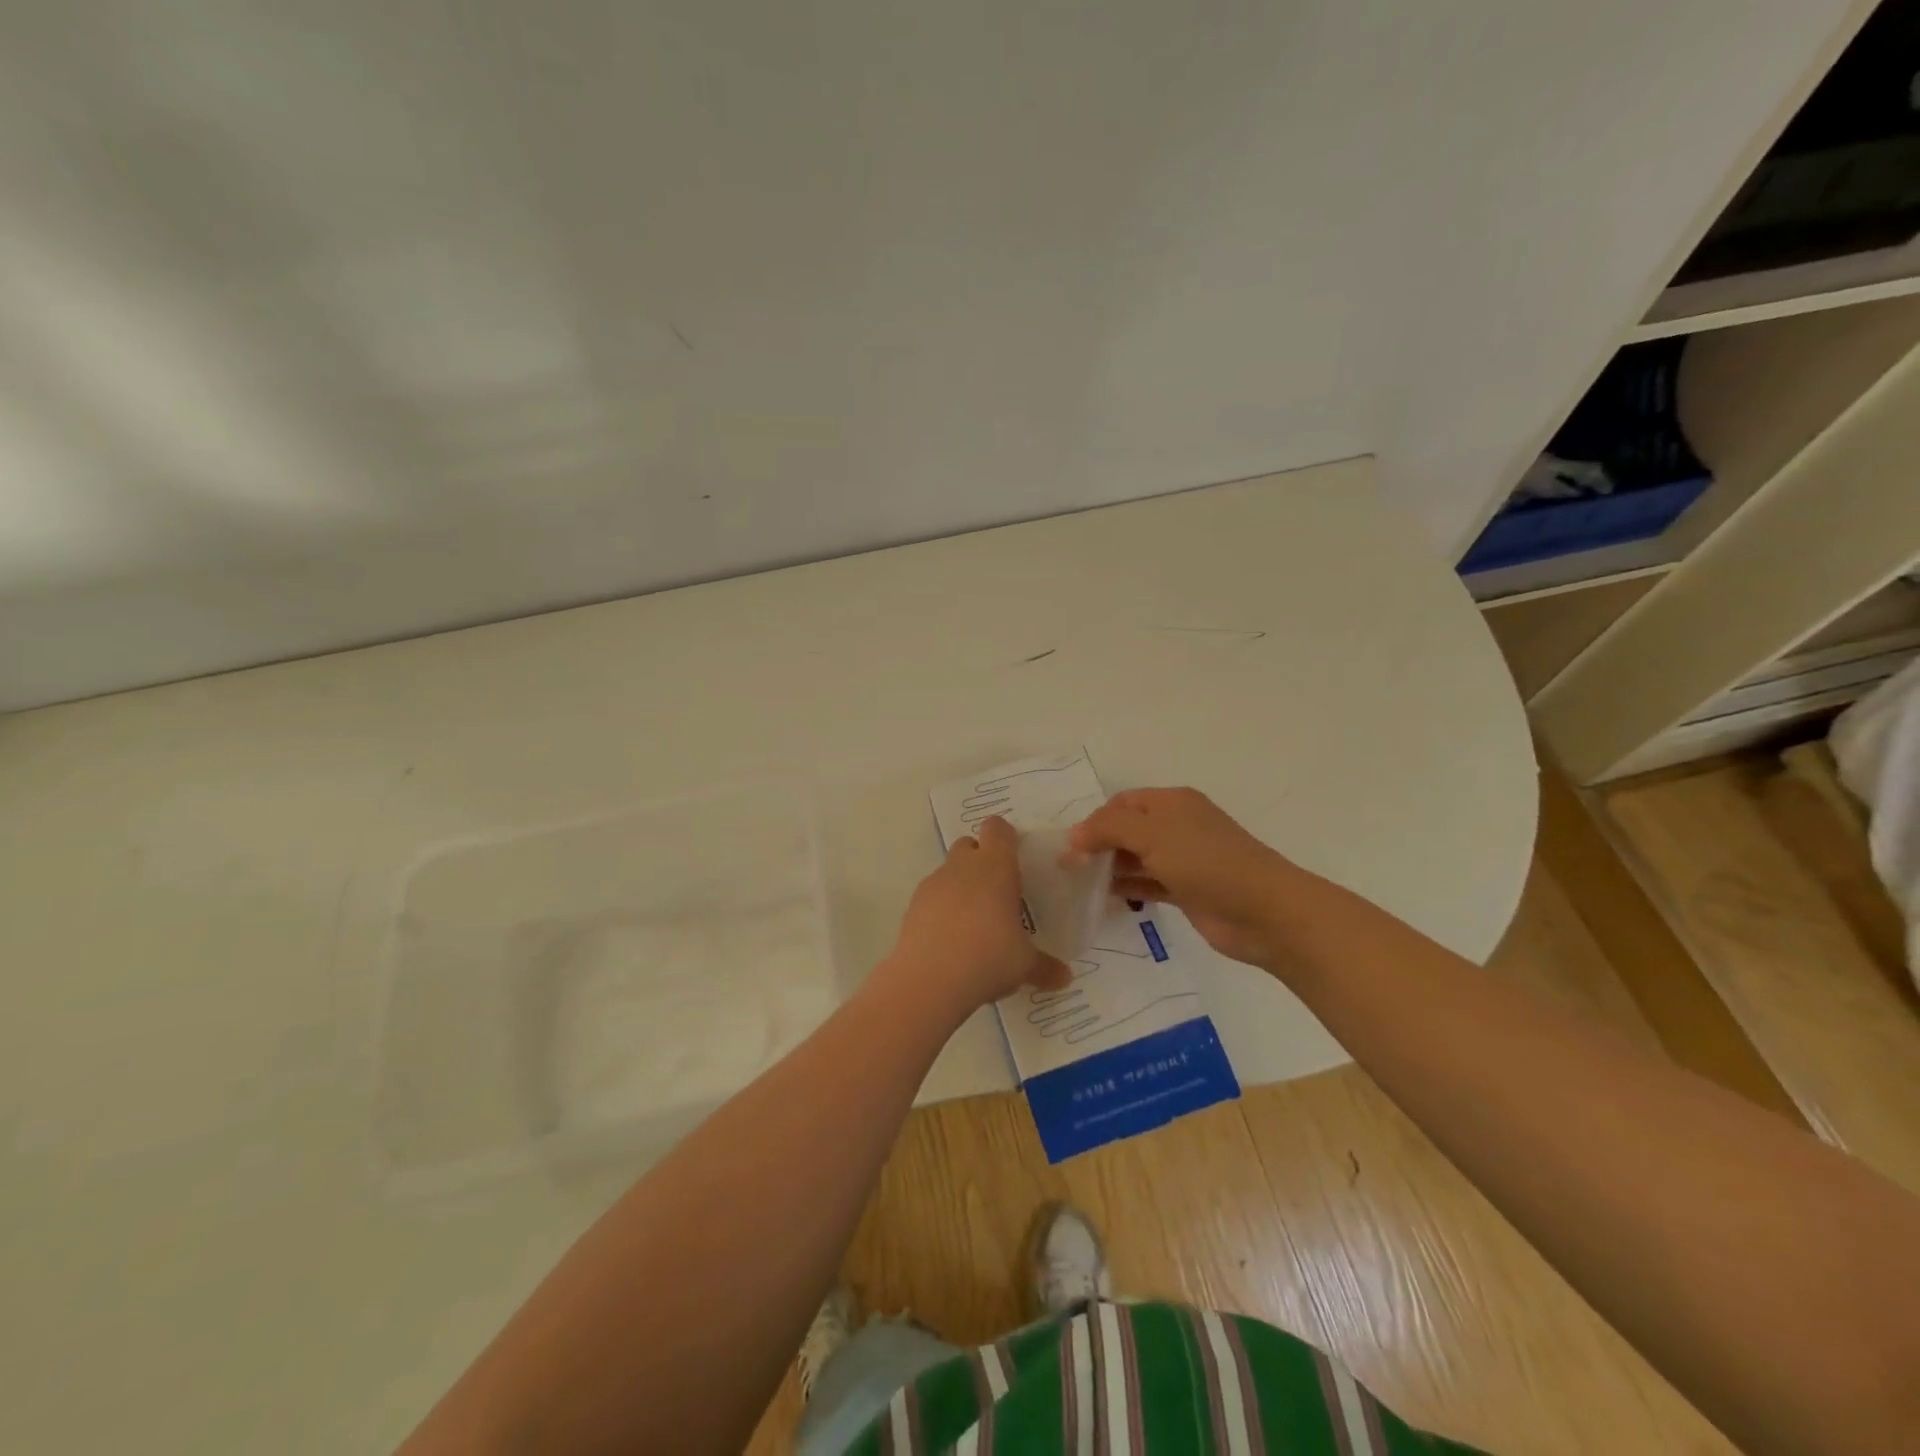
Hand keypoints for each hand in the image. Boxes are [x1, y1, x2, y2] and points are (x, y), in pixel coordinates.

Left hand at [883, 816, 1070, 1015]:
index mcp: (995, 867)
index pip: (997, 829)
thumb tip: (1065, 977)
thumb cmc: (988, 958)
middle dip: (981, 860)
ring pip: (949, 870)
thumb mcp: (1024, 965)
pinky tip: (951, 939)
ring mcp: (933, 884)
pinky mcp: (913, 905)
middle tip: (998, 892)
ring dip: (961, 886)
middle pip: (969, 844)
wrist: (928, 981)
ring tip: (974, 923)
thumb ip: (1045, 967)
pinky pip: (932, 896)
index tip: (1016, 858)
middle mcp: (962, 867)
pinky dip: (941, 908)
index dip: (1006, 837)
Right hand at [1068, 787, 1294, 968]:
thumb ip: (1107, 830)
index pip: (1122, 802)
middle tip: (1069, 868)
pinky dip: (1128, 888)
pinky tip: (1105, 899)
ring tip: (1079, 885)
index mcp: (1171, 802)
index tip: (1070, 846)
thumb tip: (1073, 837)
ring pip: (1136, 858)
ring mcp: (1183, 860)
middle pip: (1127, 830)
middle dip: (1099, 844)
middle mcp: (1176, 826)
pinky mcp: (1186, 891)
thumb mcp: (1151, 834)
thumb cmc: (1205, 861)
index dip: (1095, 820)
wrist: (1263, 911)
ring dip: (1110, 868)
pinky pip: (1148, 884)